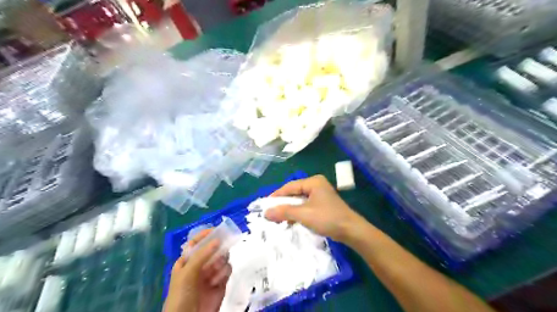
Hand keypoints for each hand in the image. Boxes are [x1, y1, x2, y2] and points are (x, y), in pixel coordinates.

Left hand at [162, 229, 231, 311]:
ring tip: (214, 272)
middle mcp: (200, 264)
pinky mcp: (221, 281)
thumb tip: (218, 239)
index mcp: (187, 260)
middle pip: (213, 248)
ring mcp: (211, 272)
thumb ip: (202, 254)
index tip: (217, 230)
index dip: (205, 235)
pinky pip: (227, 269)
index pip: (197, 242)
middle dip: (217, 249)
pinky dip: (224, 273)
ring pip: (223, 257)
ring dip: (220, 263)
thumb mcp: (188, 272)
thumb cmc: (182, 294)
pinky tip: (217, 282)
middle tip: (221, 250)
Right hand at [265, 174, 365, 241]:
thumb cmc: (327, 218)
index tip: (265, 205)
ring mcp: (320, 195)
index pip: (290, 186)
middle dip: (283, 203)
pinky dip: (297, 213)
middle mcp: (317, 185)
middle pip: (294, 193)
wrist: (351, 231)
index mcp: (313, 182)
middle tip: (270, 213)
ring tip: (278, 218)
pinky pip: (305, 206)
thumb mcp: (304, 214)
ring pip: (299, 200)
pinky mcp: (323, 205)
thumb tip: (265, 212)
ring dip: (289, 209)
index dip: (277, 195)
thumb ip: (284, 212)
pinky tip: (291, 221)